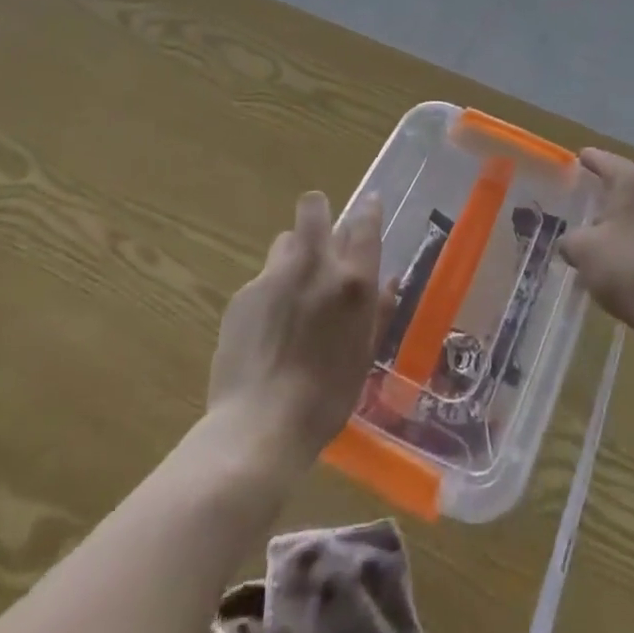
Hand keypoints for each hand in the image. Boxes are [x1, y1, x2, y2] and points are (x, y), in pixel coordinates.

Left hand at [208, 190, 387, 467]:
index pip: (364, 223)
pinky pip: (262, 278)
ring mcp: (274, 276)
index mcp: (353, 282)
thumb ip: (378, 311)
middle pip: (314, 206)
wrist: (259, 427)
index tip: (370, 204)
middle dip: (318, 212)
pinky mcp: (243, 294)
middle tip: (321, 237)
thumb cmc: (326, 398)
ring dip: (294, 254)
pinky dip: (269, 293)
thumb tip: (389, 281)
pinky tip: (267, 329)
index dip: (368, 209)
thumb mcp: (364, 355)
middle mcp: (315, 265)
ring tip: (292, 289)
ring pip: (286, 240)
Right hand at [559, 149, 633, 343]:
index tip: (574, 162)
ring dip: (622, 214)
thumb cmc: (627, 268)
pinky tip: (624, 251)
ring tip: (601, 229)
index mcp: (633, 178)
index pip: (602, 159)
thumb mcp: (583, 251)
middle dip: (604, 189)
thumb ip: (570, 240)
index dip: (585, 161)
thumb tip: (571, 243)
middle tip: (583, 198)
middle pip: (624, 180)